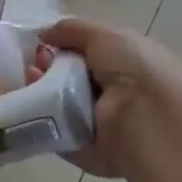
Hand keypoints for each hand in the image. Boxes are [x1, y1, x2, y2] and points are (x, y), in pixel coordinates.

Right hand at [37, 18, 181, 179]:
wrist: (151, 119)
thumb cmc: (135, 69)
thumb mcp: (106, 36)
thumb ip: (72, 30)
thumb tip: (44, 32)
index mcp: (123, 65)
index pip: (84, 55)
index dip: (60, 48)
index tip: (42, 45)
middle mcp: (112, 94)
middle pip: (66, 79)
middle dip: (46, 68)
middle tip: (34, 66)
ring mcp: (99, 125)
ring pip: (57, 106)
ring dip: (39, 92)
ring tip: (31, 81)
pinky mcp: (86, 151)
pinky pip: (56, 134)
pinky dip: (41, 121)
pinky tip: (32, 105)